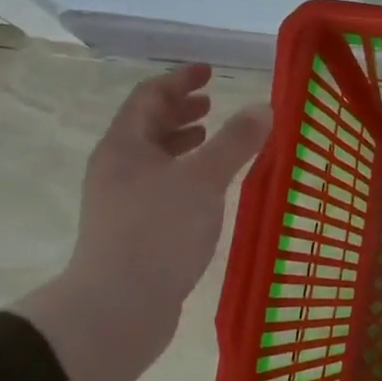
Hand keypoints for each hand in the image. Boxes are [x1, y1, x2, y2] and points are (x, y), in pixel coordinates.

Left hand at [14, 65, 271, 380]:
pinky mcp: (132, 230)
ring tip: (212, 139)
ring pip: (153, 158)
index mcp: (125, 146)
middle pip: (147, 125)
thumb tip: (264, 107)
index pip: (149, 96)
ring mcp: (121, 201)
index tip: (209, 72)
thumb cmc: (158, 232)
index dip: (180, 80)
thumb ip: (235, 142)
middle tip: (212, 103)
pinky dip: (185, 173)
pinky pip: (161, 185)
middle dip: (180, 110)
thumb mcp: (204, 180)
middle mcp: (117, 168)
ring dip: (182, 142)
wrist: (117, 308)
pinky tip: (208, 188)